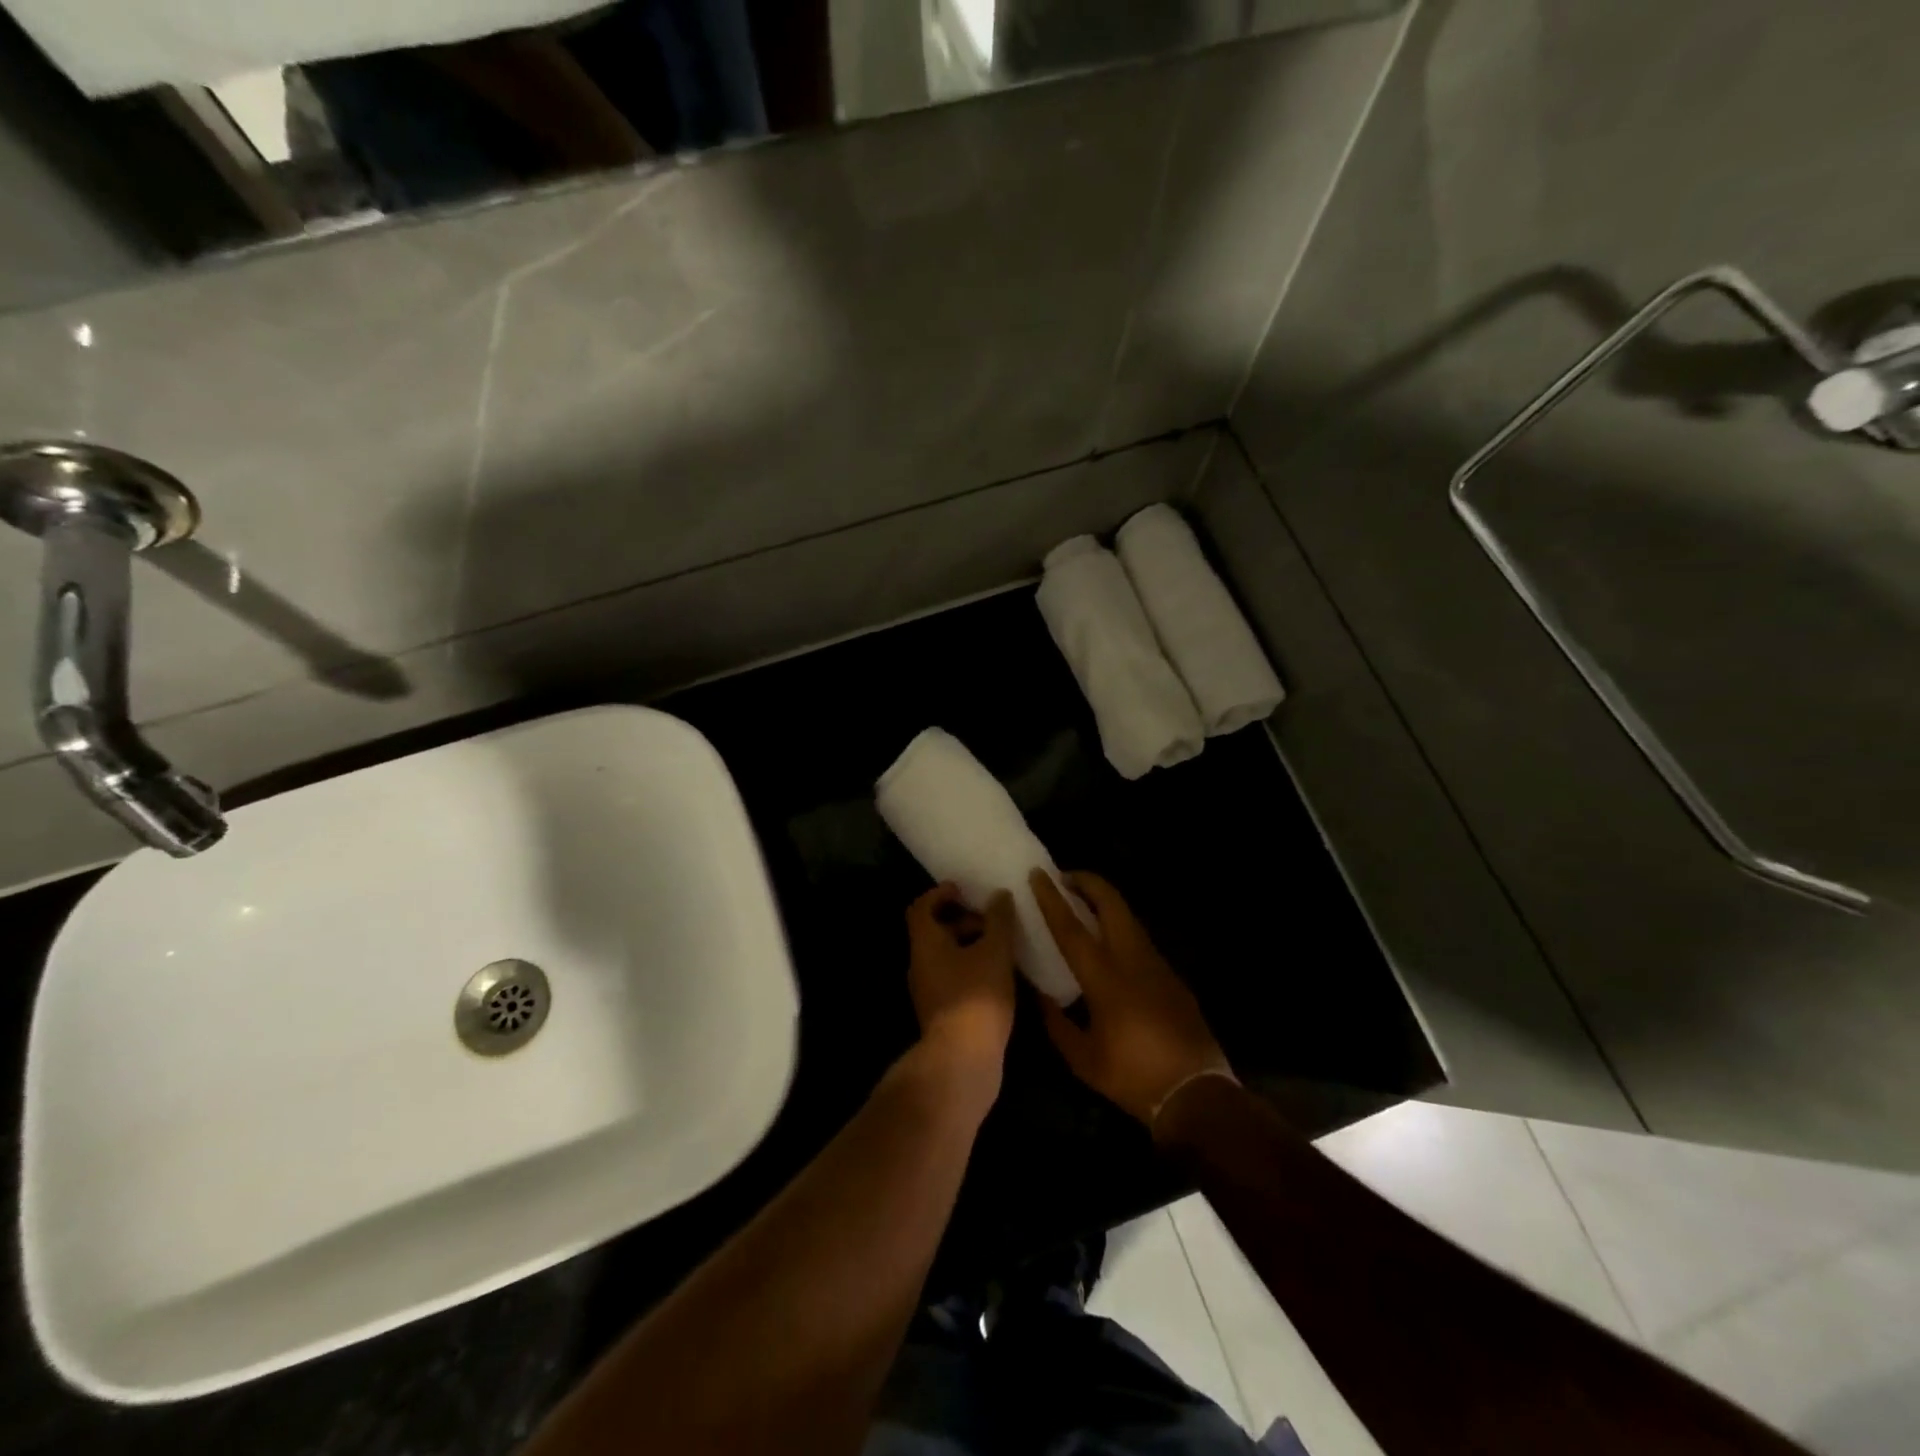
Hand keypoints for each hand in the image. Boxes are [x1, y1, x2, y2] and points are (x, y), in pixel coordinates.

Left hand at [906, 882, 1017, 1085]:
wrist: (963, 1060)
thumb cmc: (976, 996)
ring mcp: (928, 991)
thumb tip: (999, 895)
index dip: (940, 893)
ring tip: (1002, 947)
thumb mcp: (995, 951)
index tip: (964, 890)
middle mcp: (919, 964)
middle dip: (962, 920)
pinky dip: (971, 968)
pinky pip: (952, 978)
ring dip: (970, 946)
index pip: (921, 907)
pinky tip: (999, 976)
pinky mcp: (941, 1012)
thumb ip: (998, 920)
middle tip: (992, 920)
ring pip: (945, 956)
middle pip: (934, 931)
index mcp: (925, 943)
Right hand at [1030, 869, 1233, 1124]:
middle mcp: (1132, 960)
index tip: (1038, 875)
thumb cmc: (1132, 1077)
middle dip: (1088, 882)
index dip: (1052, 899)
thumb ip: (1057, 1023)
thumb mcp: (1083, 1058)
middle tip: (1064, 877)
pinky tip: (1109, 942)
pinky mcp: (1171, 976)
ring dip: (1105, 902)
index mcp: (1104, 979)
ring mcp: (1157, 964)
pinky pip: (1139, 939)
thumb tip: (1042, 997)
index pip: (1071, 928)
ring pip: (1129, 917)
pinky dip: (1119, 926)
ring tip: (1082, 903)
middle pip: (1111, 904)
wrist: (1197, 1093)